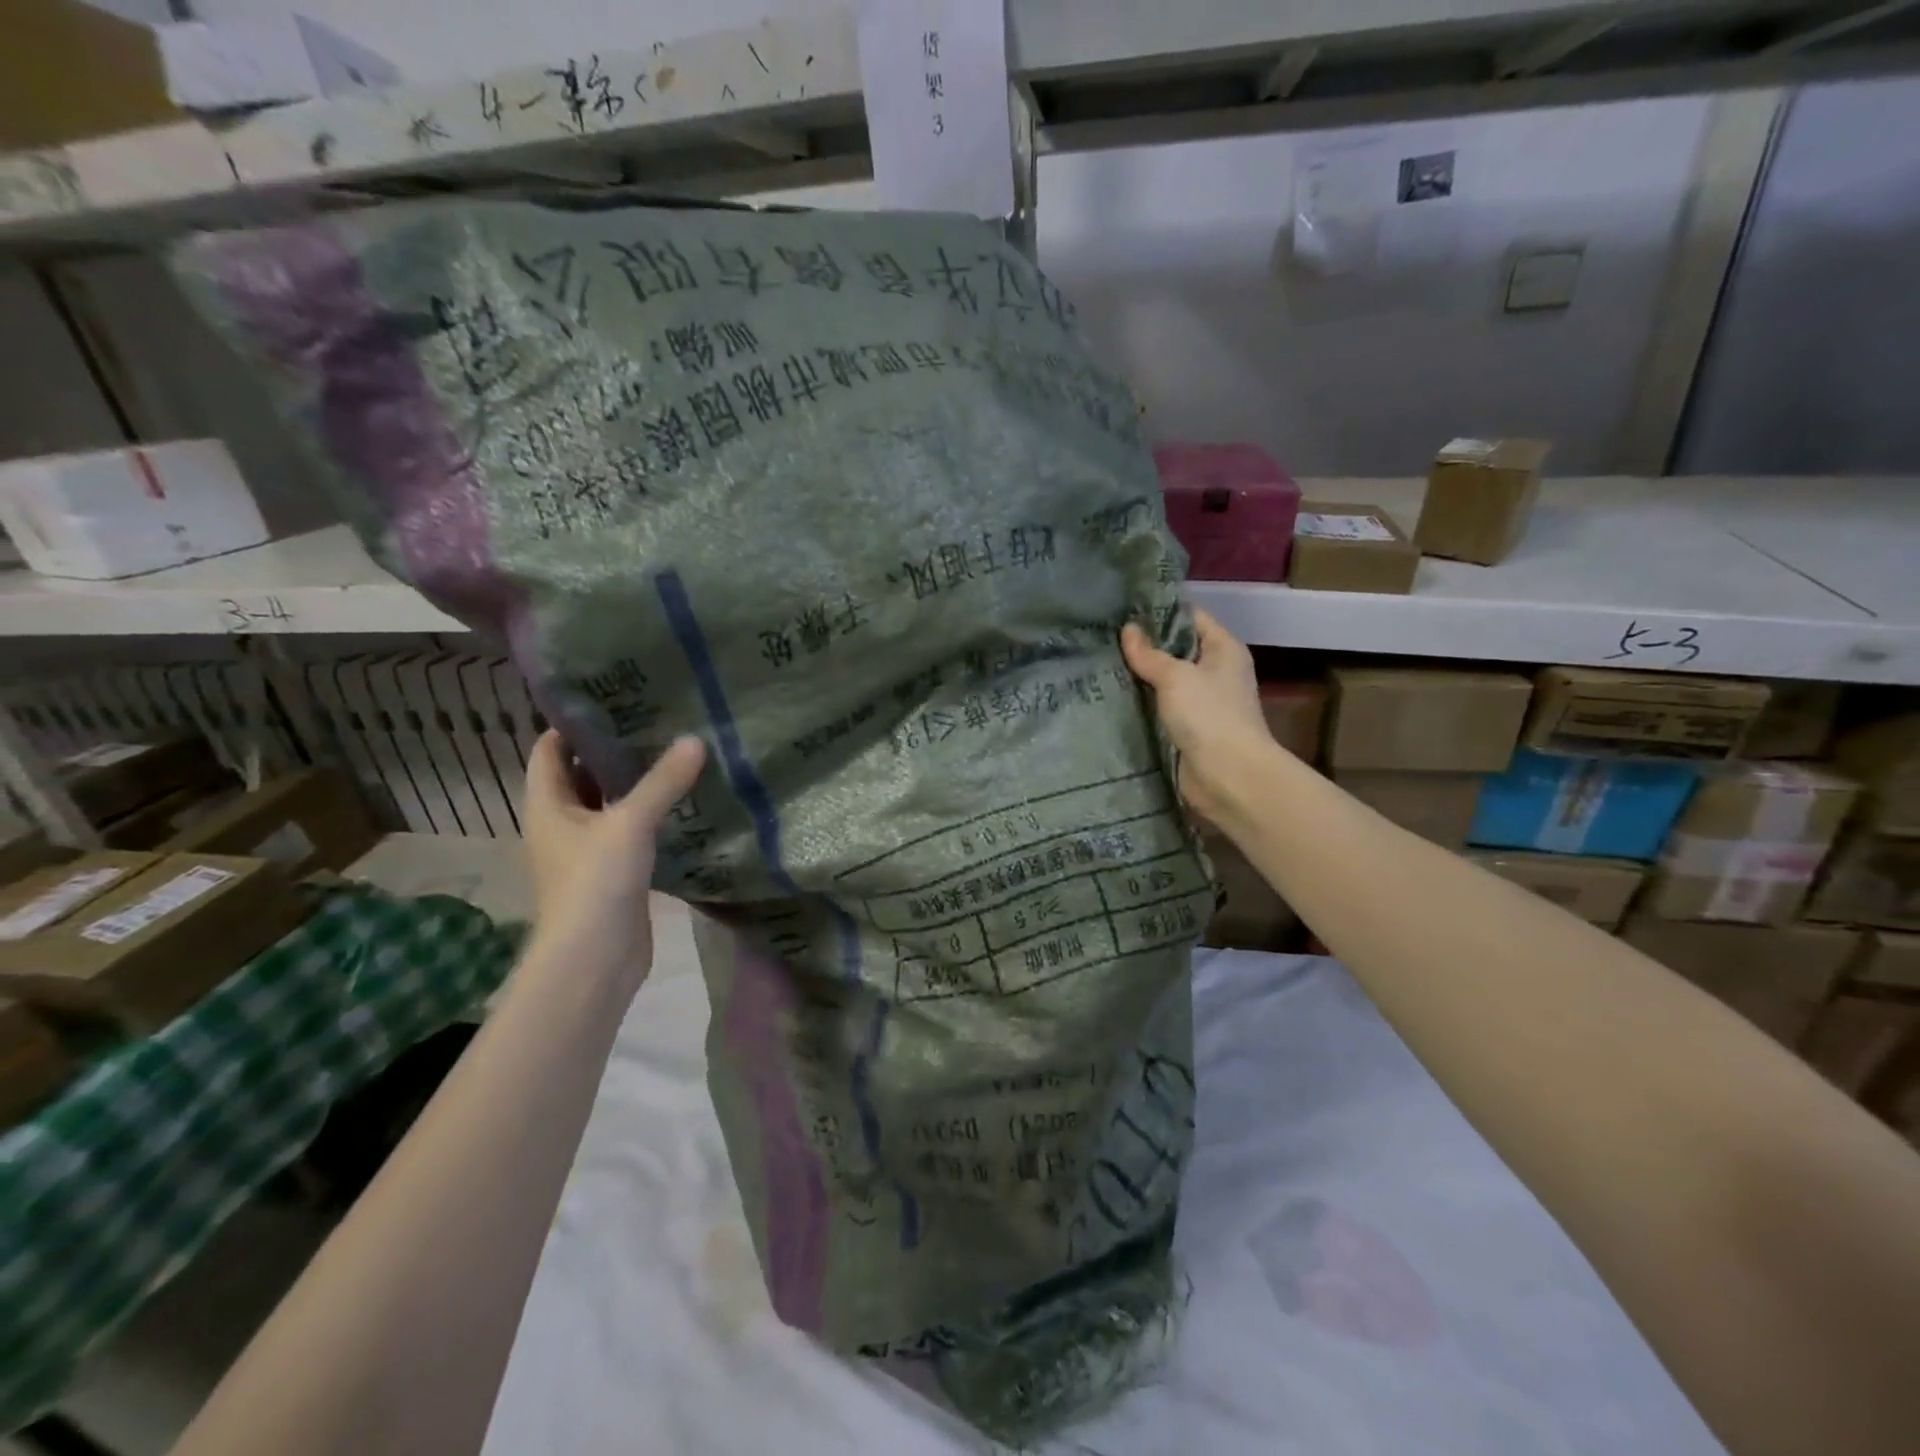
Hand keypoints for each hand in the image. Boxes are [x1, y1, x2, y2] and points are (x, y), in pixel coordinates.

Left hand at [523, 731, 706, 976]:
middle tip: (656, 720)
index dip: (573, 723)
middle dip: (612, 749)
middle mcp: (562, 823)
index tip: (612, 698)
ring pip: (610, 804)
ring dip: (635, 783)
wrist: (594, 959)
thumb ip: (663, 782)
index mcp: (548, 804)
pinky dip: (651, 815)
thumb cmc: (594, 882)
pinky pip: (631, 831)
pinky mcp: (615, 872)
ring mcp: (588, 849)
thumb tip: (695, 740)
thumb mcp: (629, 824)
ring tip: (675, 752)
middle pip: (582, 774)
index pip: (550, 750)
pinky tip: (684, 802)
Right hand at [1121, 609, 1276, 828]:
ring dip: (1139, 676)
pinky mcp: (1188, 728)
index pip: (1190, 616)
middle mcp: (1215, 671)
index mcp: (1223, 648)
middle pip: (1176, 649)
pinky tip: (1111, 694)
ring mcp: (1202, 702)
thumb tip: (1128, 629)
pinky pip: (1160, 707)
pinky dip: (1141, 702)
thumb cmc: (1209, 715)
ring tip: (1100, 661)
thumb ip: (1149, 654)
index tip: (1123, 607)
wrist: (1229, 776)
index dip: (1160, 610)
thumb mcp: (1175, 677)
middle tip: (1103, 635)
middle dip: (1143, 644)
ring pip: (1165, 680)